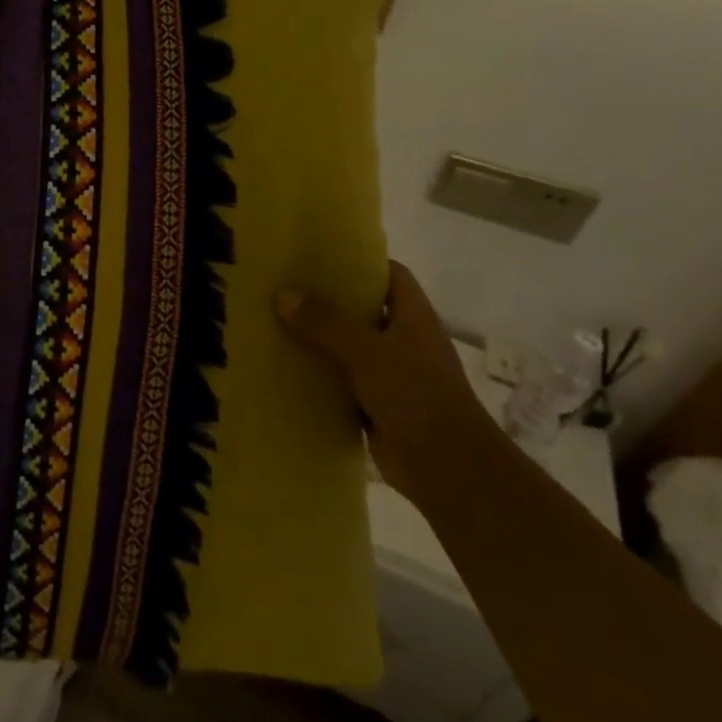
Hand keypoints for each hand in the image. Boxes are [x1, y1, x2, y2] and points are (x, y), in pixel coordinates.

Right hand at [275, 262, 482, 495]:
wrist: (446, 466)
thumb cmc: (416, 394)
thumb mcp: (367, 351)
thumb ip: (325, 323)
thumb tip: (282, 295)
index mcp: (413, 316)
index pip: (390, 274)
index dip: (360, 262)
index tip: (320, 256)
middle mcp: (404, 340)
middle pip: (363, 309)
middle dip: (328, 300)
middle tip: (284, 286)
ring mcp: (391, 373)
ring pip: (349, 346)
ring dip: (319, 339)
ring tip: (274, 322)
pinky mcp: (376, 404)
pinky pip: (341, 381)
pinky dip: (319, 376)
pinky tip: (285, 368)